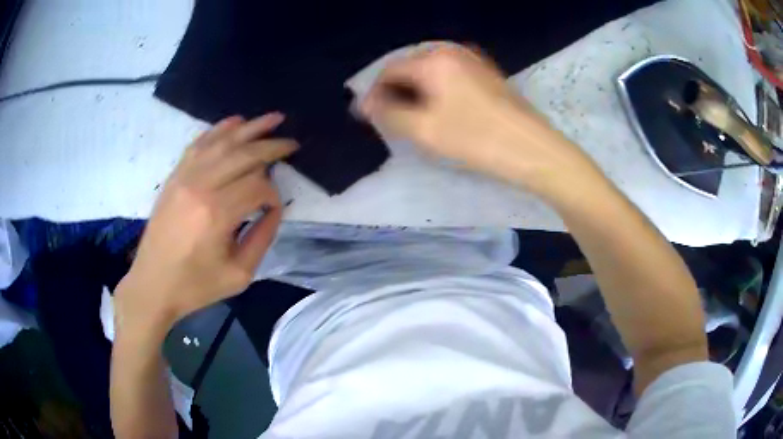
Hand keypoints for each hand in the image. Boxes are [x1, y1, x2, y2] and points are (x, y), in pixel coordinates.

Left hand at [116, 113, 297, 331]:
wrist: (152, 285)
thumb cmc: (195, 286)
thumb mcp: (239, 274)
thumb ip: (262, 238)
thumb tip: (274, 209)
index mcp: (217, 215)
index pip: (258, 187)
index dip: (273, 195)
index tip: (274, 209)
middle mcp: (201, 187)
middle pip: (244, 155)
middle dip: (272, 147)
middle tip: (293, 144)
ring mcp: (184, 177)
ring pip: (223, 142)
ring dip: (251, 128)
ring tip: (274, 118)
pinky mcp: (174, 176)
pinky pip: (199, 144)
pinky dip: (219, 129)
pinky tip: (236, 122)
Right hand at [360, 43, 597, 199]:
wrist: (534, 149)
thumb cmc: (477, 139)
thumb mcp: (424, 130)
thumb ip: (388, 113)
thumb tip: (364, 104)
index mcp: (434, 59)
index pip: (389, 70)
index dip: (375, 93)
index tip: (368, 118)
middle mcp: (452, 51)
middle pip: (410, 68)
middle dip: (397, 93)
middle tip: (392, 122)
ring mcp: (473, 60)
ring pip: (430, 73)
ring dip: (417, 94)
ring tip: (415, 121)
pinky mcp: (486, 73)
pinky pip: (450, 77)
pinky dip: (437, 92)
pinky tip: (441, 113)